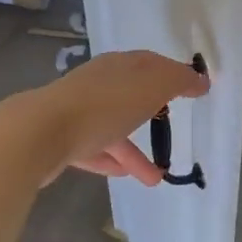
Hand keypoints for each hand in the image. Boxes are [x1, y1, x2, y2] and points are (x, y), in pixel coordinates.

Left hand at [16, 50, 209, 185]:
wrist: (40, 132)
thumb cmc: (103, 105)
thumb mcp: (150, 87)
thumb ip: (178, 81)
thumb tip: (200, 78)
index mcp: (119, 66)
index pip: (151, 63)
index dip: (174, 74)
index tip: (194, 89)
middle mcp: (98, 83)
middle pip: (131, 95)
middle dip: (153, 111)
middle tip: (173, 126)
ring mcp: (78, 111)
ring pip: (114, 128)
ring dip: (135, 150)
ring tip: (157, 178)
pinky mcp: (62, 139)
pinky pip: (94, 149)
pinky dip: (112, 159)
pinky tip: (126, 176)